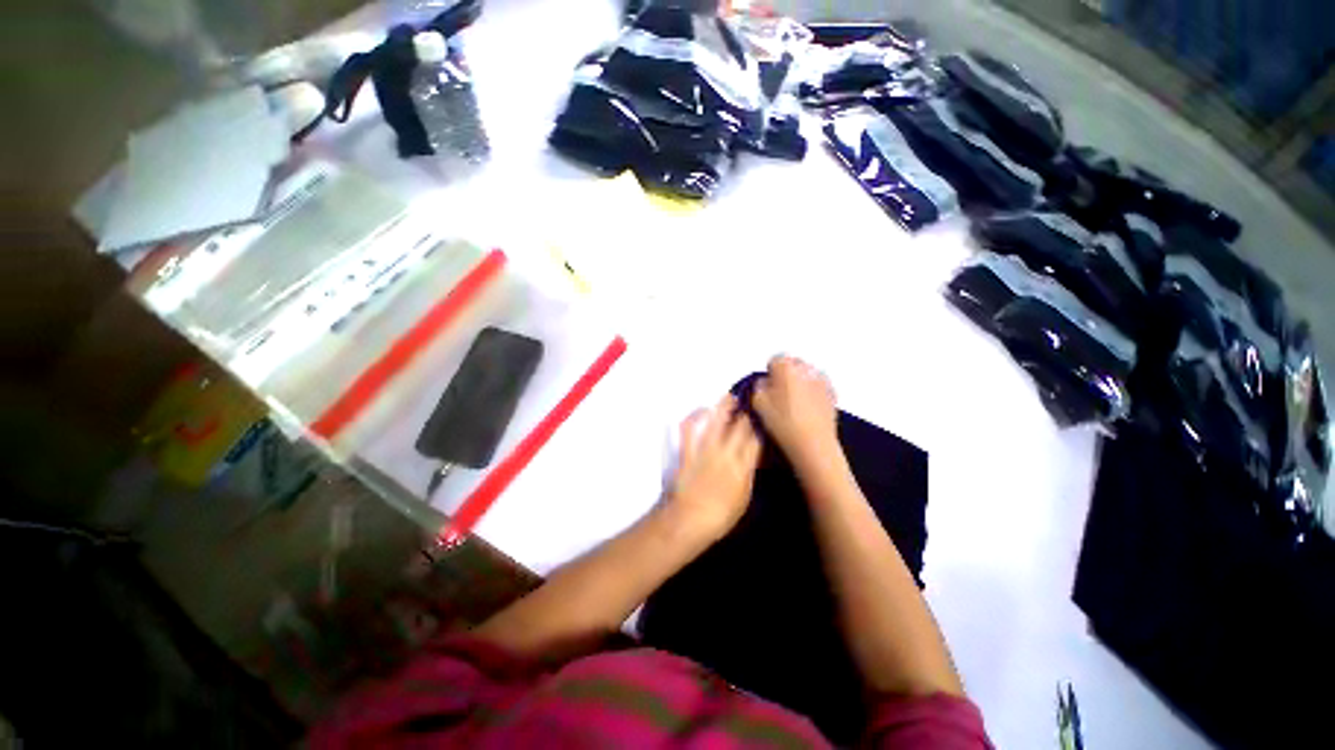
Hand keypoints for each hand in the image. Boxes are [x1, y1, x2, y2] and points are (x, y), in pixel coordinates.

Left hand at [666, 395, 760, 542]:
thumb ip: (748, 474)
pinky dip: (695, 416)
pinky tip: (702, 409)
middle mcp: (726, 452)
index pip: (756, 439)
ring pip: (717, 420)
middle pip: (741, 425)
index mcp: (743, 466)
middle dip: (748, 411)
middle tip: (752, 399)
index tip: (766, 414)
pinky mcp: (688, 450)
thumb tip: (754, 457)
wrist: (688, 520)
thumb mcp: (744, 498)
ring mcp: (705, 449)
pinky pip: (689, 427)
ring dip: (725, 405)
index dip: (762, 425)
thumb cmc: (719, 516)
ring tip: (731, 396)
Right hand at [752, 355, 839, 469]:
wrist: (813, 443)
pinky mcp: (832, 393)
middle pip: (792, 365)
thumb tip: (764, 383)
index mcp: (786, 366)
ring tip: (793, 405)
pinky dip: (811, 393)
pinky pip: (817, 386)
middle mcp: (806, 368)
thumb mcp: (757, 403)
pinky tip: (806, 410)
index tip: (768, 388)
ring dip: (799, 384)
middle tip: (779, 396)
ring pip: (805, 375)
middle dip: (785, 376)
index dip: (769, 373)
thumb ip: (758, 386)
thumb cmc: (783, 421)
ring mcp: (822, 380)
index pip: (774, 360)